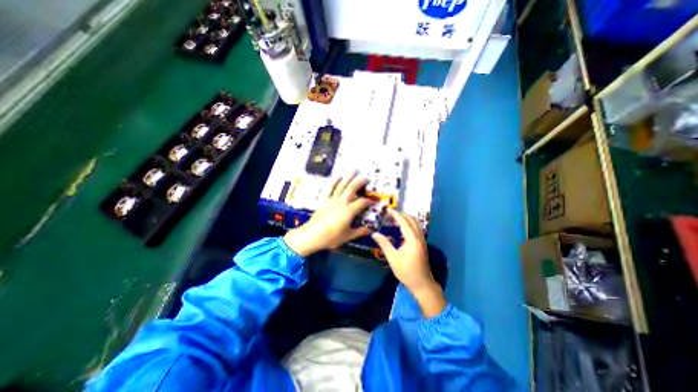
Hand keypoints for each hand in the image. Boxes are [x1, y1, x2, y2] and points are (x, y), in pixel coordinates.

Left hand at [281, 174, 373, 256]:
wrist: (312, 235)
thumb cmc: (331, 237)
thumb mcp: (347, 236)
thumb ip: (359, 232)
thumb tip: (370, 231)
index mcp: (349, 211)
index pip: (362, 202)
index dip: (369, 201)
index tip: (372, 201)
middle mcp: (342, 203)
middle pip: (352, 189)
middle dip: (360, 182)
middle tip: (366, 178)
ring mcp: (332, 200)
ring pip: (342, 185)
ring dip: (348, 177)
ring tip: (354, 170)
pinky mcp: (324, 200)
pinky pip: (329, 189)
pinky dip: (334, 181)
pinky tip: (338, 176)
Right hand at [370, 210, 446, 316]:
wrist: (422, 283)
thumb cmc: (406, 271)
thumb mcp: (392, 258)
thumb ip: (384, 244)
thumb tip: (374, 234)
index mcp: (412, 239)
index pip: (404, 221)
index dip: (395, 214)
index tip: (388, 209)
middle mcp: (419, 237)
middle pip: (412, 220)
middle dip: (402, 214)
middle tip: (391, 213)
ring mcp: (422, 240)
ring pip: (416, 223)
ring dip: (406, 218)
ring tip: (395, 218)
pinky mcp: (422, 244)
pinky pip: (416, 228)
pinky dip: (409, 224)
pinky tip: (402, 229)